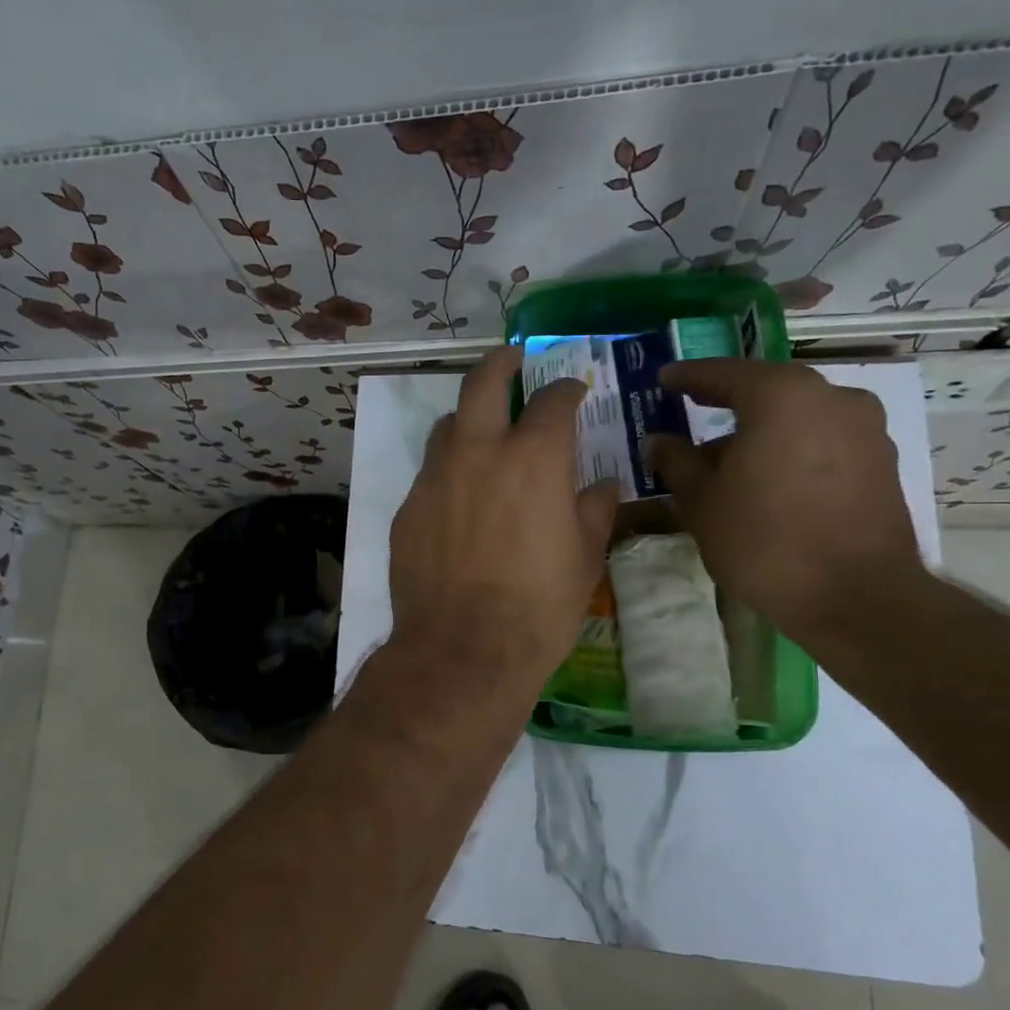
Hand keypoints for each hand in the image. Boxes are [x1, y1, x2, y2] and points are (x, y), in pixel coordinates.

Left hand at [388, 347, 618, 691]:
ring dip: (467, 420)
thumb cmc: (538, 607)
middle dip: (501, 363)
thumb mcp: (583, 559)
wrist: (463, 650)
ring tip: (482, 433)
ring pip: (446, 426)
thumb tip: (602, 486)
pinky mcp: (407, 508)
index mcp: (533, 459)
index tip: (574, 391)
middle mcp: (478, 453)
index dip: (567, 390)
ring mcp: (435, 478)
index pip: (553, 403)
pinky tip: (458, 499)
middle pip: (483, 384)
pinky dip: (448, 471)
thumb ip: (594, 510)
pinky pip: (429, 474)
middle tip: (513, 360)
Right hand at [647, 359, 923, 644]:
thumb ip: (676, 461)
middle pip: (766, 390)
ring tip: (726, 458)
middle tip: (692, 409)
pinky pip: (822, 440)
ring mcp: (865, 429)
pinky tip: (767, 478)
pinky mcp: (881, 462)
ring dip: (761, 429)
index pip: (724, 373)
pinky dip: (791, 448)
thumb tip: (659, 441)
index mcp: (781, 395)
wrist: (855, 596)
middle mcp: (831, 397)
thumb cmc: (764, 539)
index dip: (688, 376)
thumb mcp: (701, 500)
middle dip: (727, 402)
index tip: (664, 379)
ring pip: (797, 416)